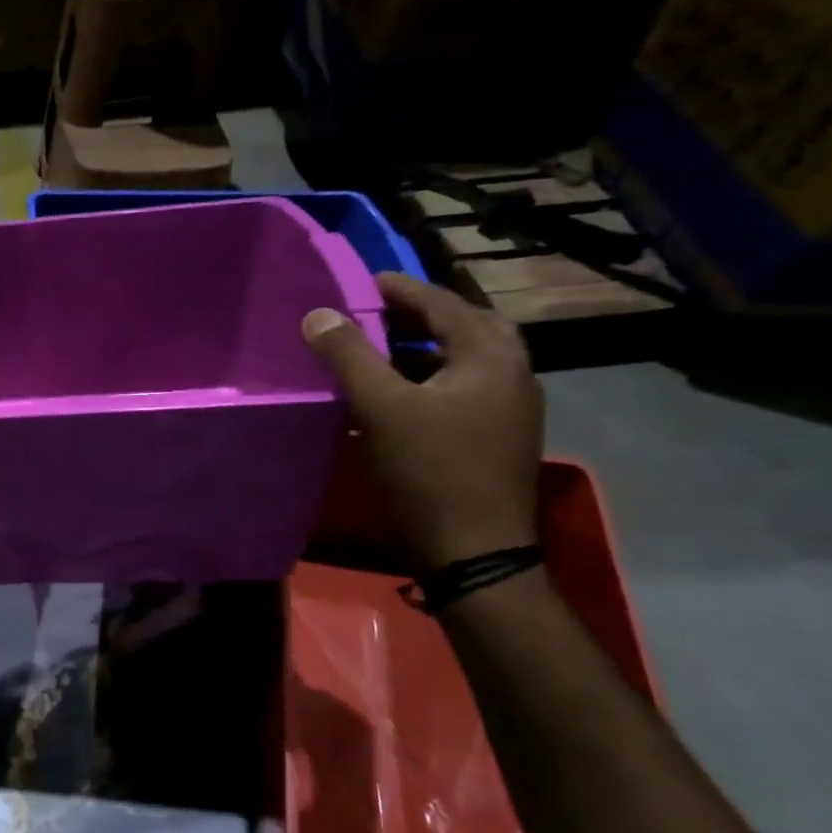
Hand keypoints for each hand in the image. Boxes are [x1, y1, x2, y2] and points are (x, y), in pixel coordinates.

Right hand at [303, 274, 542, 569]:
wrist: (476, 551)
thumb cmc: (430, 471)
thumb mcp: (381, 408)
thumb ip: (349, 355)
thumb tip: (318, 313)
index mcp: (491, 355)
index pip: (441, 303)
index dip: (399, 289)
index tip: (362, 281)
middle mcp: (512, 371)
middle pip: (462, 326)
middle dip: (417, 317)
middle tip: (374, 315)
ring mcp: (511, 407)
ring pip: (463, 359)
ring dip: (422, 349)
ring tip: (379, 351)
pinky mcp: (499, 435)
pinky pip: (462, 388)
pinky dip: (429, 379)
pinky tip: (397, 397)